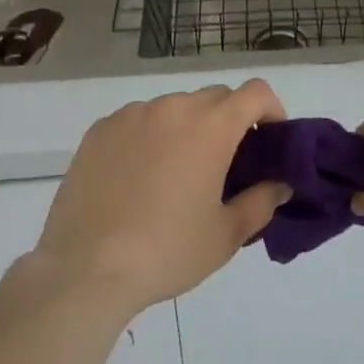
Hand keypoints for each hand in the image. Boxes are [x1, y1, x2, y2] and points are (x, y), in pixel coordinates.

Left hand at [34, 80, 290, 319]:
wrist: (84, 271)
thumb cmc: (167, 251)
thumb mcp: (226, 236)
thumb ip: (261, 202)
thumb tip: (279, 184)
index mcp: (212, 126)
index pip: (256, 92)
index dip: (271, 109)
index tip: (269, 138)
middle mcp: (174, 107)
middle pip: (216, 97)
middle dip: (229, 120)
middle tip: (225, 162)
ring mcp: (133, 115)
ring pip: (175, 107)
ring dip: (187, 127)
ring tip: (176, 171)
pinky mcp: (100, 130)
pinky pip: (138, 120)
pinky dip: (149, 136)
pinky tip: (137, 176)